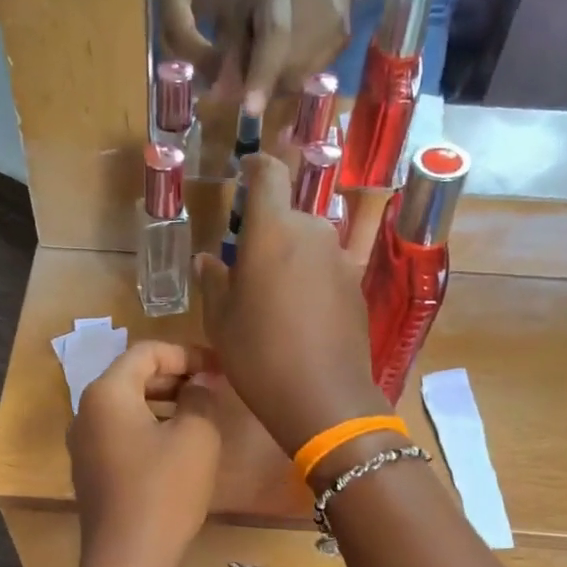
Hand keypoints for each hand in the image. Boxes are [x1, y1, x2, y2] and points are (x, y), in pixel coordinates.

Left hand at [68, 341, 222, 566]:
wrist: (128, 561)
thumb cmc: (164, 491)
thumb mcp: (196, 436)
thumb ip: (201, 396)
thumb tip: (200, 381)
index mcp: (106, 393)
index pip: (146, 352)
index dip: (187, 353)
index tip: (220, 368)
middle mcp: (85, 412)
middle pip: (132, 377)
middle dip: (175, 376)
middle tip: (213, 388)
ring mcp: (83, 445)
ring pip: (126, 407)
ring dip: (164, 403)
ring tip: (201, 416)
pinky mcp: (90, 473)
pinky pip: (121, 435)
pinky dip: (149, 429)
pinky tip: (178, 448)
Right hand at [194, 155, 389, 455]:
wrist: (324, 398)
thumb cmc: (259, 356)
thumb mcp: (220, 322)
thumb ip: (213, 281)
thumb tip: (209, 259)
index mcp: (272, 230)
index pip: (268, 174)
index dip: (255, 168)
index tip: (244, 173)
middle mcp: (312, 232)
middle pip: (288, 215)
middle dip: (268, 232)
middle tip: (247, 268)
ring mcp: (340, 259)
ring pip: (308, 244)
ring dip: (290, 258)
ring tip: (273, 298)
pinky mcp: (356, 286)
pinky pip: (326, 269)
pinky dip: (310, 280)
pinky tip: (299, 316)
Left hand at [219, 0, 362, 116]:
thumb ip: (233, 44)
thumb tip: (223, 93)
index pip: (274, 35)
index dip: (261, 75)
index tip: (250, 109)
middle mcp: (313, 5)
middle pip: (286, 68)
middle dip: (263, 84)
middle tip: (251, 78)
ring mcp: (333, 26)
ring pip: (299, 78)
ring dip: (279, 82)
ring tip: (273, 60)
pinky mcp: (343, 41)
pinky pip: (312, 75)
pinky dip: (295, 75)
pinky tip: (291, 56)